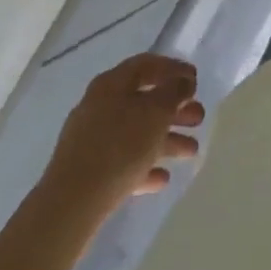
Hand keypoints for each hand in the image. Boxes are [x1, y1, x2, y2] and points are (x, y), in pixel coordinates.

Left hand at [43, 54, 203, 226]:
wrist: (71, 204)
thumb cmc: (119, 147)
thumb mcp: (156, 112)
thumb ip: (174, 92)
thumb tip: (183, 82)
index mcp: (112, 84)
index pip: (147, 65)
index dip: (174, 69)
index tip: (196, 80)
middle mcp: (100, 106)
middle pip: (144, 101)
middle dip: (174, 109)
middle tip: (199, 118)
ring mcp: (92, 139)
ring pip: (136, 133)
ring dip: (166, 139)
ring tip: (191, 152)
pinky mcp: (88, 172)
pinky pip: (123, 162)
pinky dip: (145, 166)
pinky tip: (162, 179)